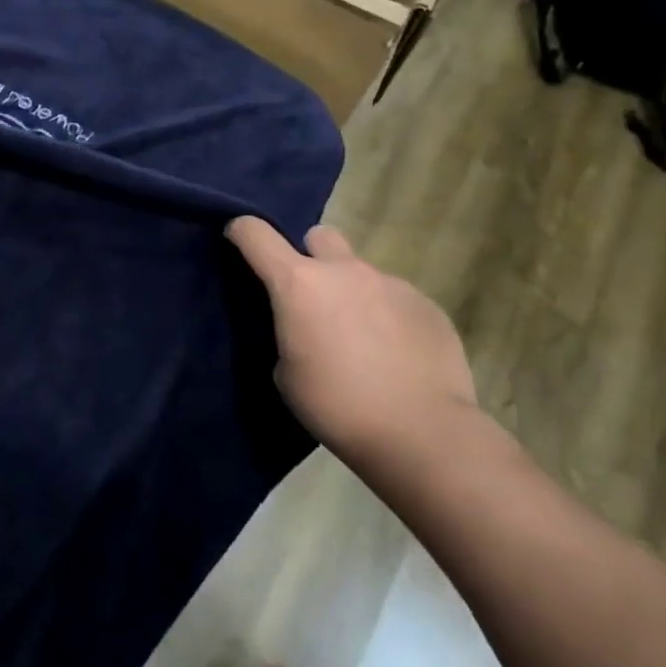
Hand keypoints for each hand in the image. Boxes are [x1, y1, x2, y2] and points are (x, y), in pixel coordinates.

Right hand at [226, 218, 478, 470]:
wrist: (423, 435)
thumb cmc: (338, 406)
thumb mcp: (287, 374)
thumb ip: (289, 333)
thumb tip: (305, 327)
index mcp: (298, 283)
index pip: (256, 233)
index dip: (242, 231)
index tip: (238, 240)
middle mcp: (343, 270)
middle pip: (319, 237)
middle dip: (312, 257)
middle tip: (315, 297)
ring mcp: (390, 284)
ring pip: (362, 273)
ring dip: (354, 295)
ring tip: (365, 341)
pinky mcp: (427, 305)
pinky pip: (398, 300)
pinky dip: (390, 318)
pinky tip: (398, 356)